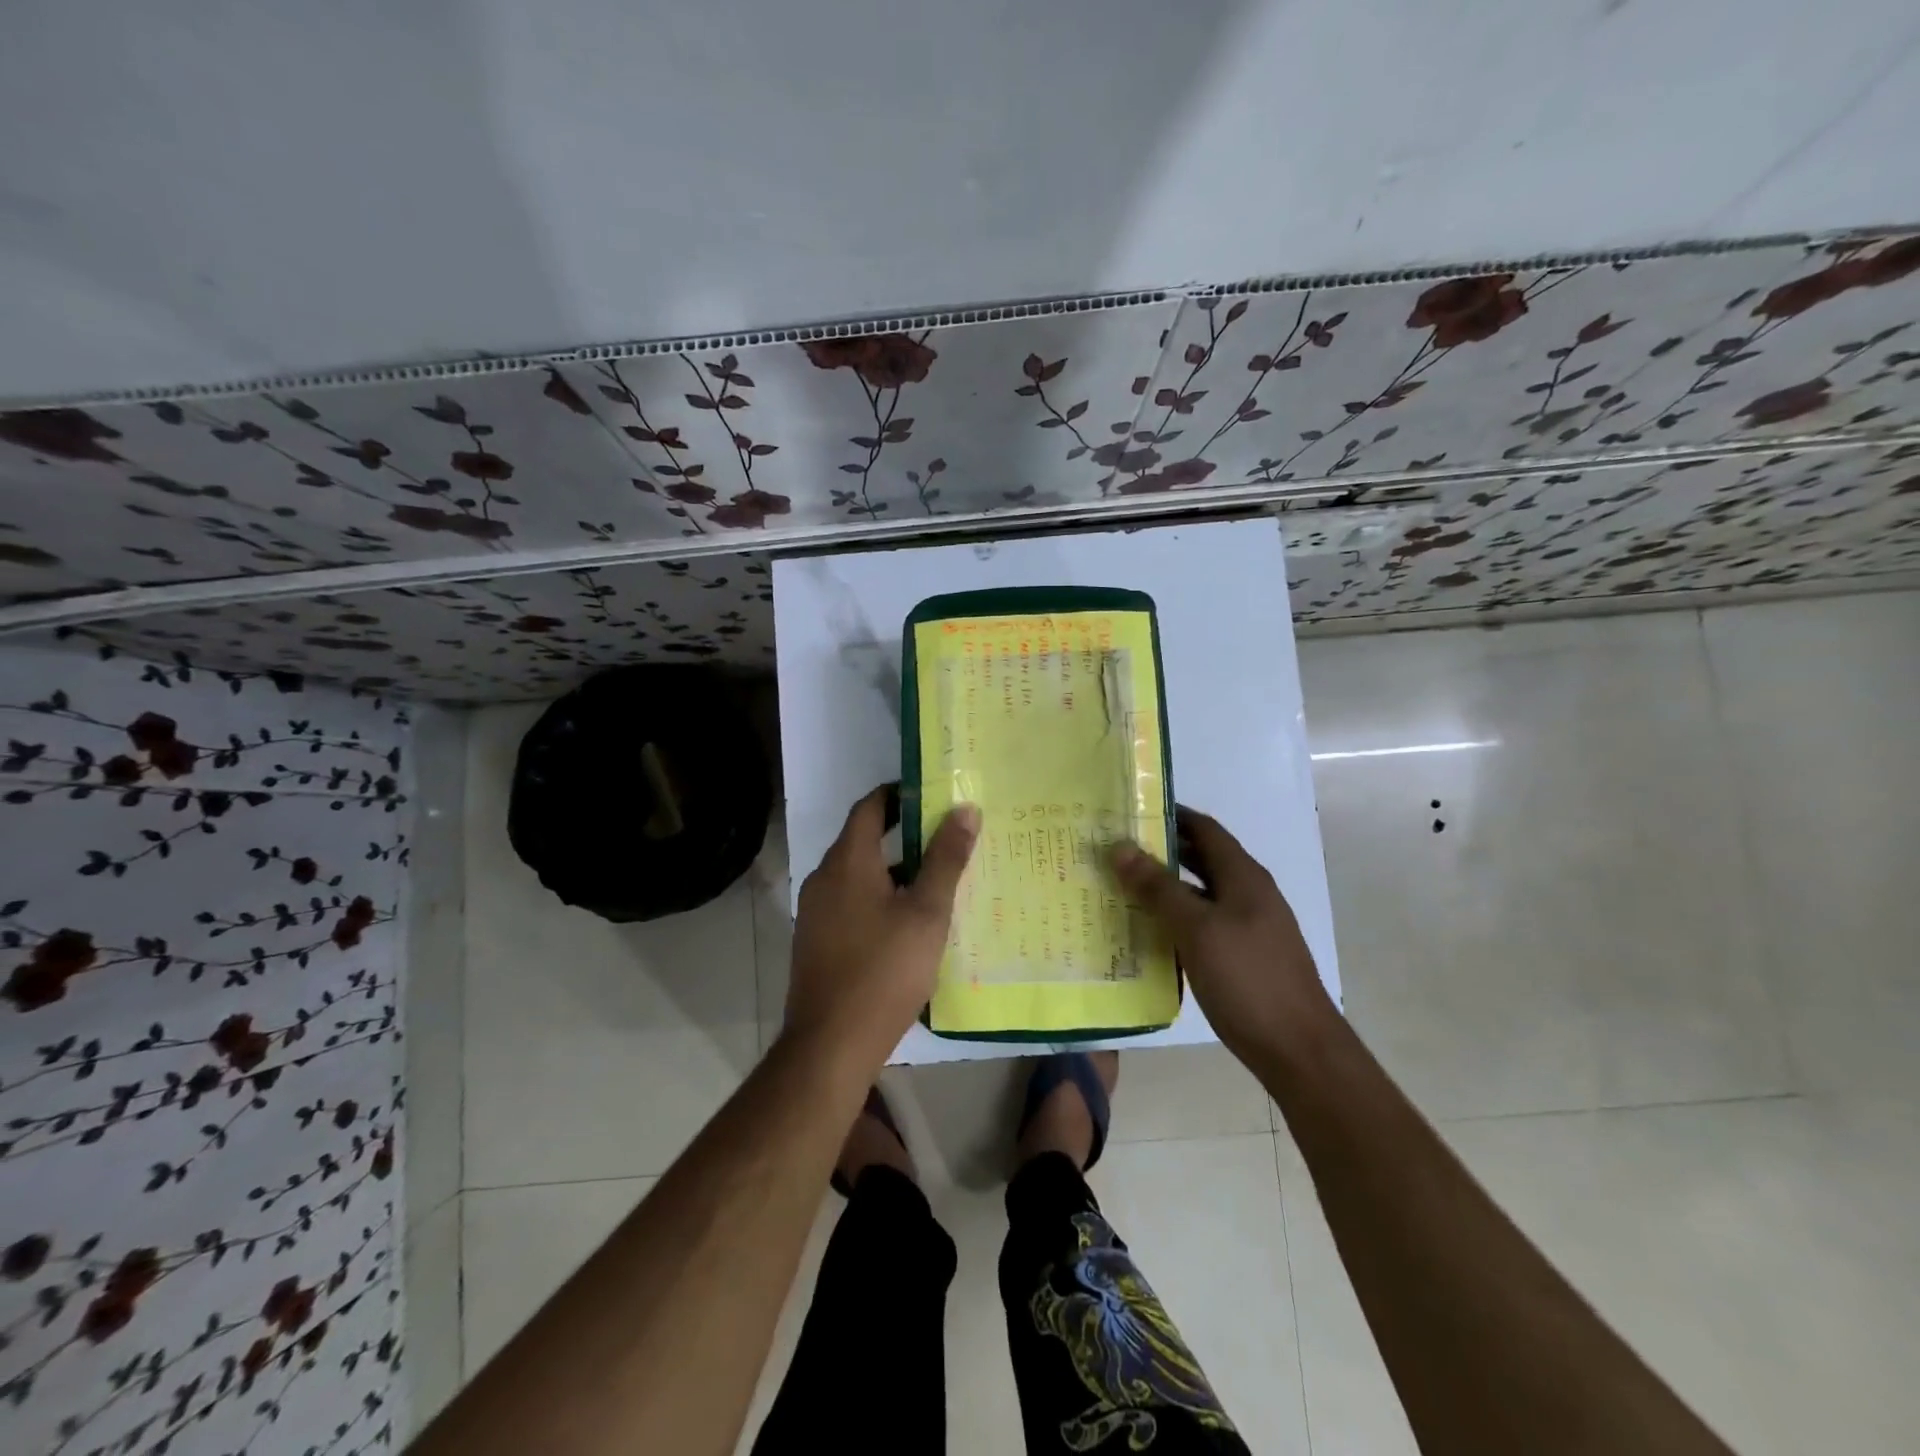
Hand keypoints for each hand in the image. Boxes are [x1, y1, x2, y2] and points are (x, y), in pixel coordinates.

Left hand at [786, 786, 979, 1072]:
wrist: (831, 1044)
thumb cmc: (884, 970)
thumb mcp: (927, 912)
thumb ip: (945, 859)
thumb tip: (964, 810)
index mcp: (848, 861)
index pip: (870, 807)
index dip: (899, 794)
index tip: (932, 796)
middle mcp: (824, 878)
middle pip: (863, 839)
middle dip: (903, 835)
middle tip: (946, 838)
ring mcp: (816, 912)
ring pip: (858, 875)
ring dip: (893, 870)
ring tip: (935, 880)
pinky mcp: (816, 941)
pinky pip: (851, 903)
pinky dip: (879, 898)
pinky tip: (908, 922)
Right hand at [1112, 808, 1332, 1062]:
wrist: (1298, 1049)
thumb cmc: (1247, 979)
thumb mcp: (1196, 928)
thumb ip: (1158, 887)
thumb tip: (1121, 847)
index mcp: (1243, 876)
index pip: (1204, 828)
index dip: (1170, 814)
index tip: (1129, 811)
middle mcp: (1248, 893)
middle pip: (1202, 859)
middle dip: (1162, 850)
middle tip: (1116, 849)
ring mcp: (1249, 926)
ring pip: (1200, 894)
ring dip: (1165, 887)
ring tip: (1121, 886)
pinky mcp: (1243, 955)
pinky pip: (1203, 923)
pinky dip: (1176, 919)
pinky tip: (1148, 932)